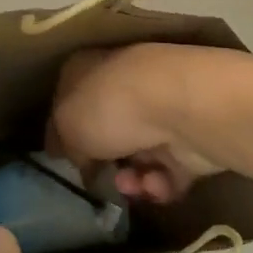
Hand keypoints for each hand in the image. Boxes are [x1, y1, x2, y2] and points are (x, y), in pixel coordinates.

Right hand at [49, 44, 228, 202]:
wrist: (183, 108)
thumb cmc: (111, 105)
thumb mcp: (65, 123)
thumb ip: (63, 141)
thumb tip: (76, 154)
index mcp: (91, 67)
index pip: (71, 96)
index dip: (64, 129)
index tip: (61, 157)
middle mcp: (126, 84)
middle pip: (107, 129)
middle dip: (102, 161)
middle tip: (97, 177)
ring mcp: (162, 110)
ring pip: (138, 155)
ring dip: (131, 179)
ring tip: (131, 184)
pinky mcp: (191, 139)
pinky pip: (168, 172)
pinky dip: (159, 184)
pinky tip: (155, 183)